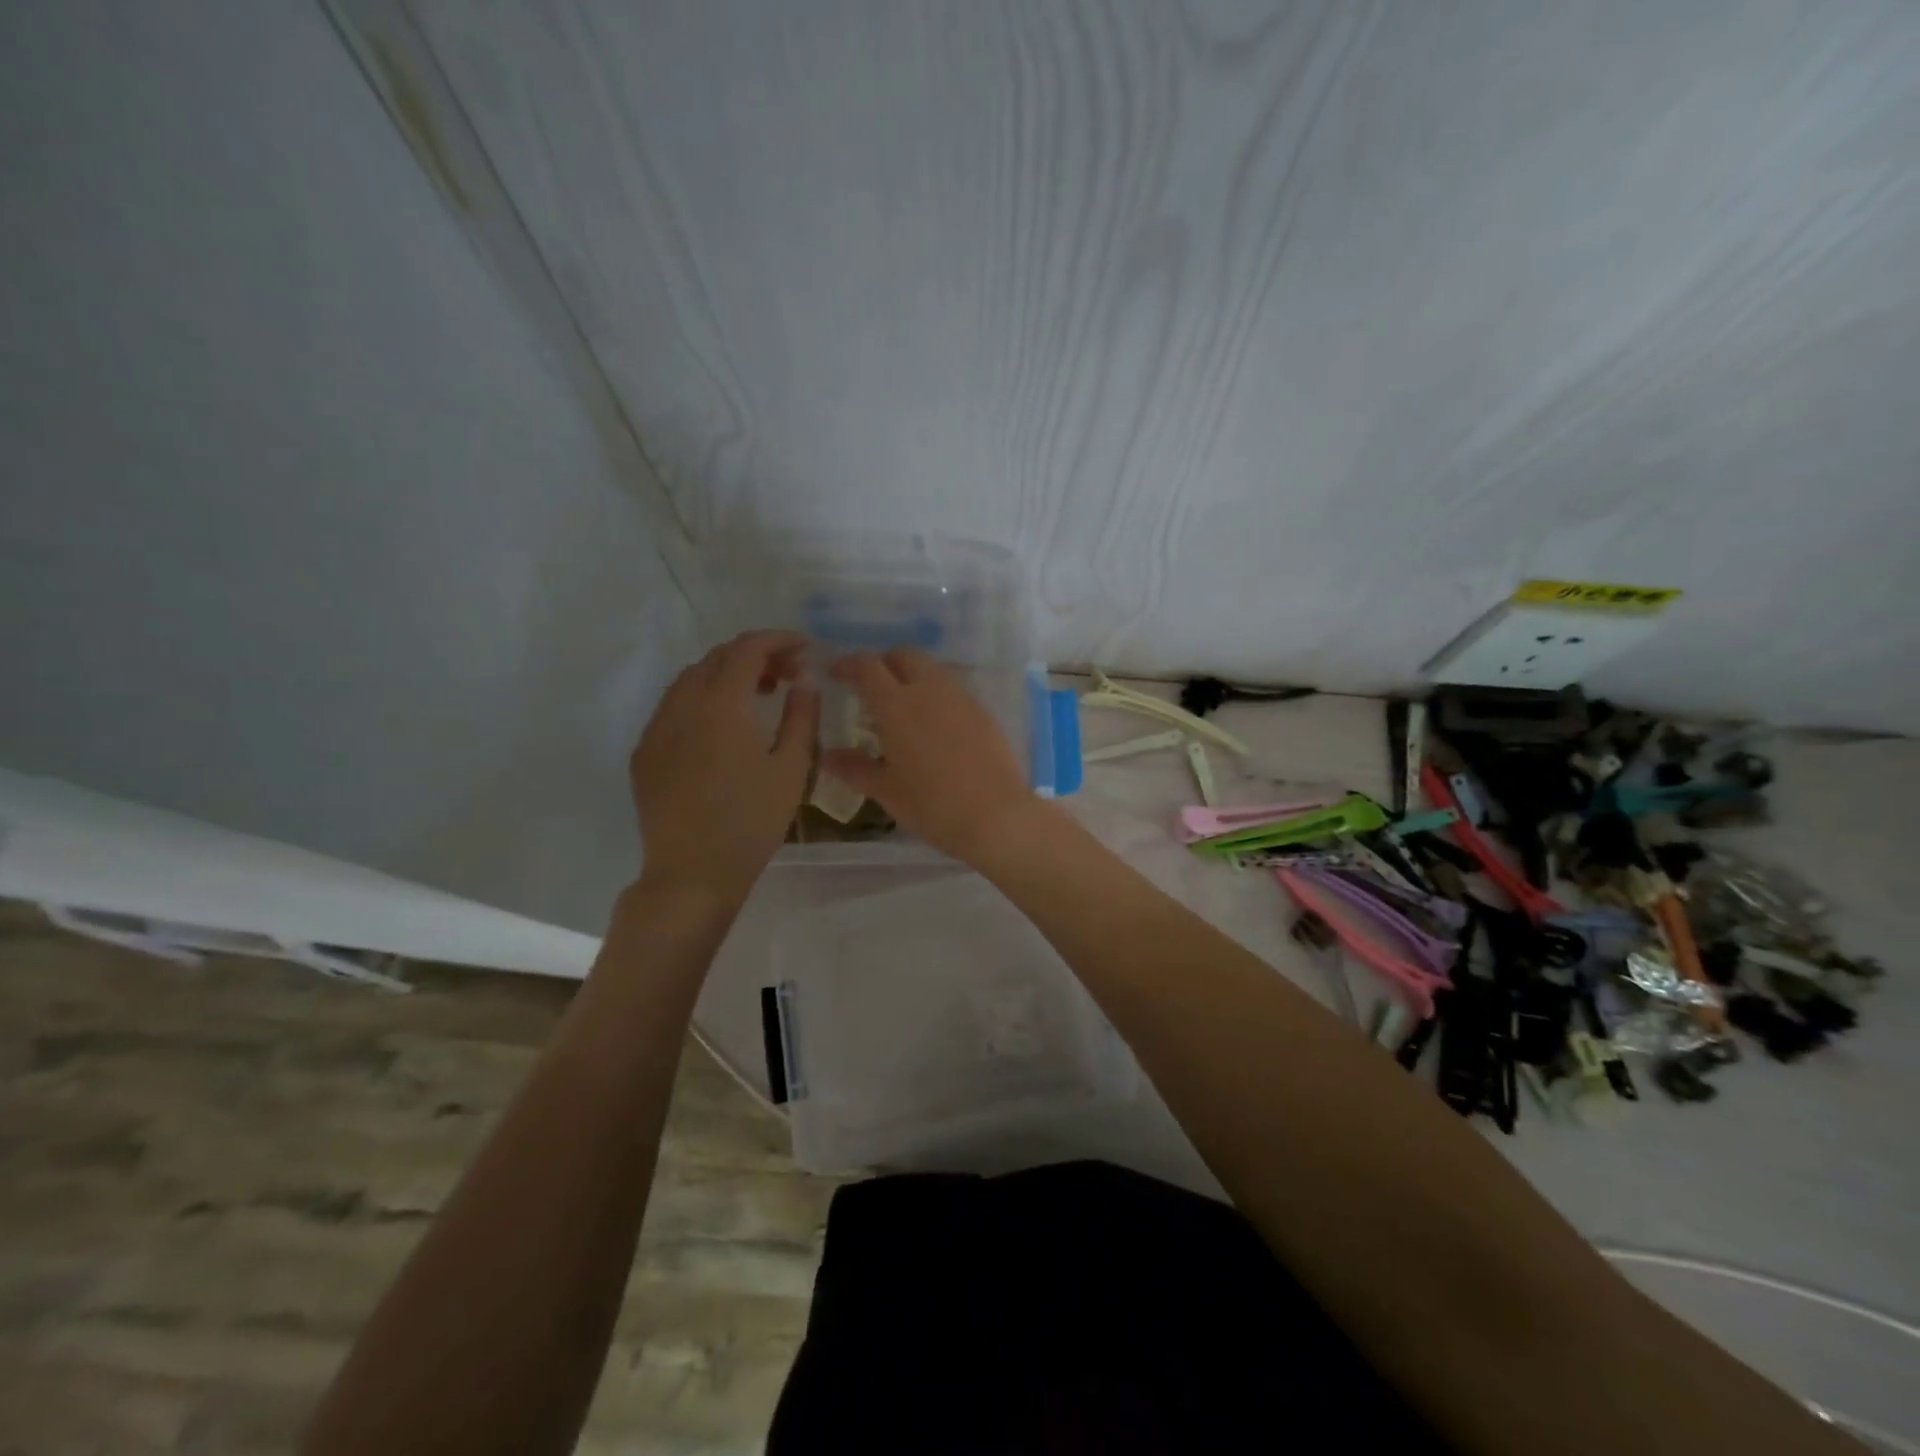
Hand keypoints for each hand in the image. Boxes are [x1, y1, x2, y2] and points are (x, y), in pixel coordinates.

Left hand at [630, 631, 818, 904]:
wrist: (692, 873)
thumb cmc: (751, 822)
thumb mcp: (791, 768)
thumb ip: (801, 715)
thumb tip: (803, 679)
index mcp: (722, 704)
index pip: (748, 648)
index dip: (779, 639)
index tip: (805, 649)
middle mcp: (682, 704)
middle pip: (718, 657)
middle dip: (756, 656)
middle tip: (788, 675)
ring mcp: (657, 727)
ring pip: (691, 678)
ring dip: (727, 675)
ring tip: (758, 697)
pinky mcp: (644, 752)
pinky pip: (674, 706)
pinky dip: (703, 699)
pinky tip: (722, 727)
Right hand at [821, 648, 1045, 864]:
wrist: (996, 816)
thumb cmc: (932, 806)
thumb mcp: (887, 791)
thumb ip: (855, 768)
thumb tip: (827, 756)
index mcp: (897, 705)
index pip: (867, 666)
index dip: (847, 664)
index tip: (835, 673)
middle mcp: (929, 690)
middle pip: (904, 655)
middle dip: (884, 662)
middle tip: (871, 687)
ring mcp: (961, 698)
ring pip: (932, 669)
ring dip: (912, 676)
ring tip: (903, 707)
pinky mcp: (983, 711)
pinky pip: (953, 690)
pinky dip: (936, 695)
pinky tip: (935, 725)